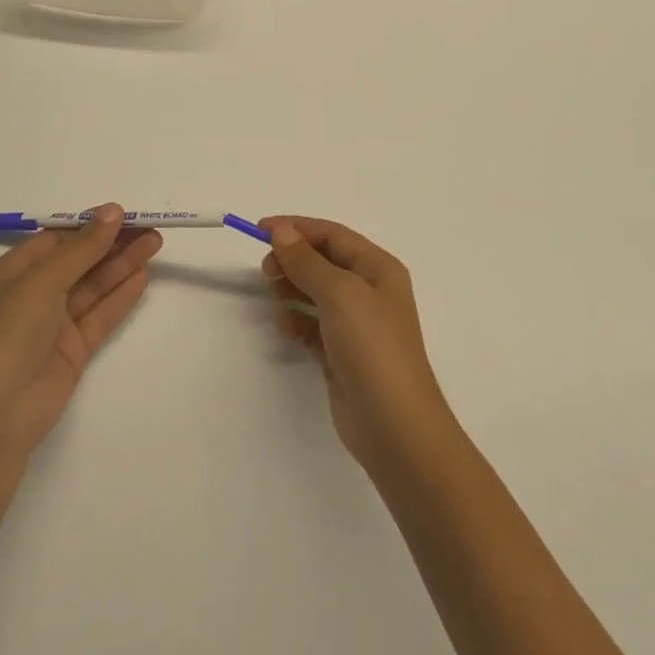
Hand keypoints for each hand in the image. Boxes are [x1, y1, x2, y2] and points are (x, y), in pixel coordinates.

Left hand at [0, 204, 161, 461]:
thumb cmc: (10, 333)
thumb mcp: (44, 280)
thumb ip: (83, 247)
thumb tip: (113, 210)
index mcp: (15, 271)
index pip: (58, 239)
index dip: (90, 225)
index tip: (124, 215)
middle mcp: (34, 294)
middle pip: (80, 260)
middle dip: (113, 243)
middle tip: (150, 228)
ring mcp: (54, 324)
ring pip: (94, 285)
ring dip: (123, 264)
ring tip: (155, 244)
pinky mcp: (73, 350)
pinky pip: (100, 314)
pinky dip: (121, 296)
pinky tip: (142, 277)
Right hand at [261, 217, 452, 470]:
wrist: (394, 426)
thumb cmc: (372, 347)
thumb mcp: (340, 293)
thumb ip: (307, 261)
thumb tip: (283, 232)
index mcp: (378, 268)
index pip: (333, 235)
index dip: (297, 228)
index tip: (260, 231)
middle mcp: (370, 291)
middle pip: (324, 262)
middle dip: (293, 259)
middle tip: (266, 269)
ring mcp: (357, 325)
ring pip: (316, 292)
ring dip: (293, 288)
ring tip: (273, 294)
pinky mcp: (342, 354)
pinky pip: (313, 325)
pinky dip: (297, 321)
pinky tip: (285, 327)